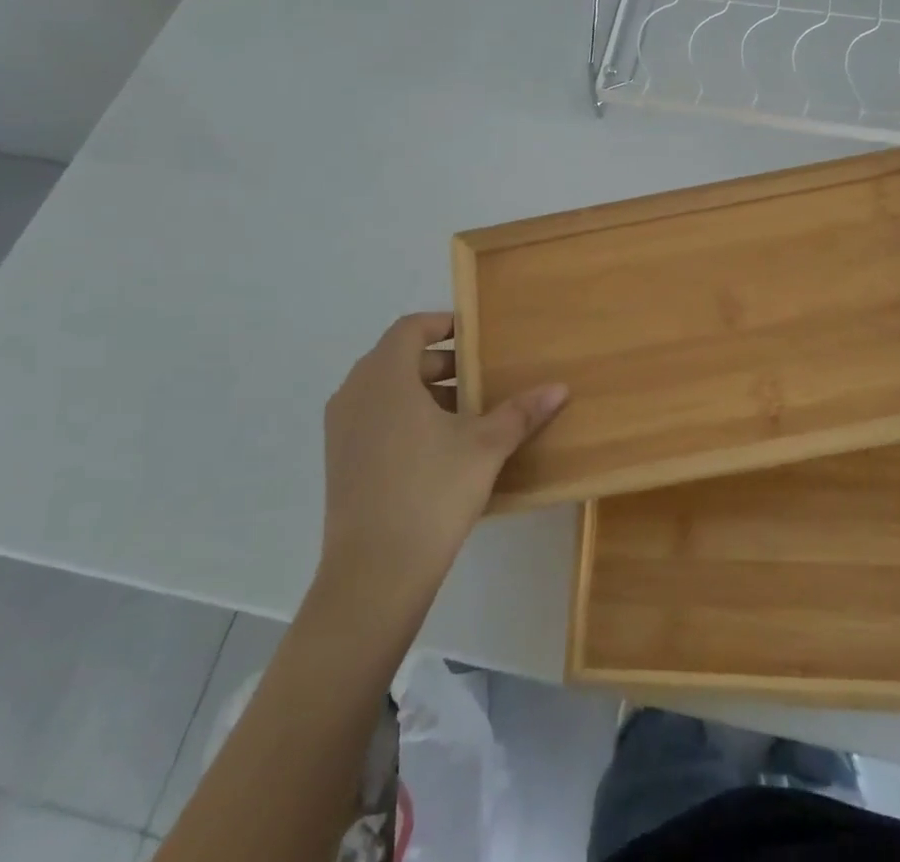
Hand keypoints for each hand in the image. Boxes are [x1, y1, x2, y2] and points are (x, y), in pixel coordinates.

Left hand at [316, 313, 566, 597]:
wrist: (373, 576)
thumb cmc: (431, 493)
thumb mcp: (485, 447)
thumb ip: (521, 412)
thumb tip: (560, 388)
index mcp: (385, 376)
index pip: (411, 328)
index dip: (444, 325)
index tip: (476, 337)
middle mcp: (355, 392)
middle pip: (399, 358)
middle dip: (442, 363)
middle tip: (481, 378)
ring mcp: (341, 429)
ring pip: (386, 390)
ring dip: (425, 392)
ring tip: (467, 414)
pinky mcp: (339, 461)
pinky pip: (374, 418)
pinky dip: (405, 417)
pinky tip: (439, 448)